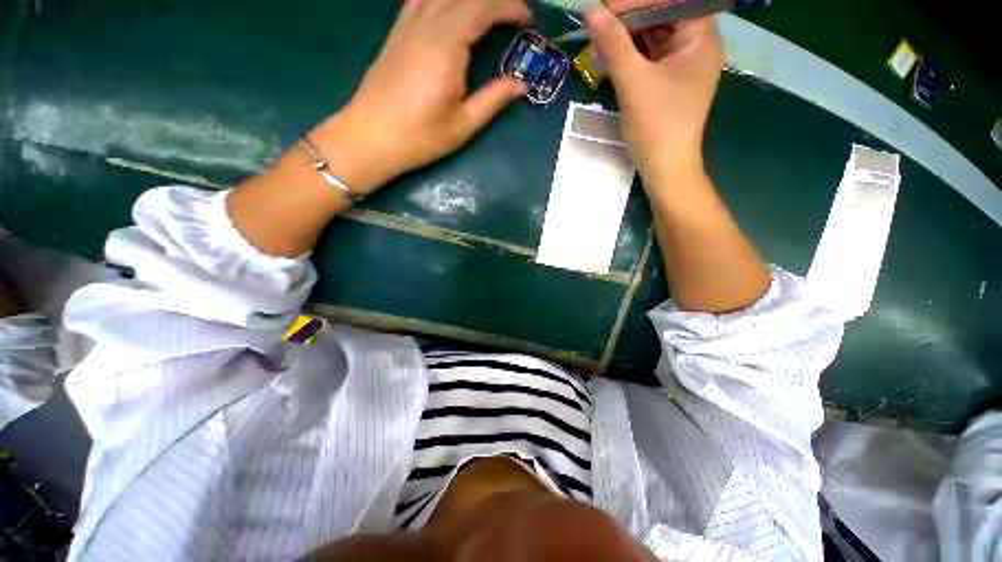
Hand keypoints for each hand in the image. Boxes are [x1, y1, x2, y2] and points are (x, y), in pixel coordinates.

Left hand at [312, 0, 532, 193]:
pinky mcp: (396, 32)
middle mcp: (426, 25)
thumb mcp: (462, 126)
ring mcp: (407, 25)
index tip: (527, 21)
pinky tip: (449, 8)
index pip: (483, 8)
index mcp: (446, 47)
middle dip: (495, 0)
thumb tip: (519, 84)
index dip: (509, 7)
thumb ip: (492, 100)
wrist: (370, 137)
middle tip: (512, 16)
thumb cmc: (419, 137)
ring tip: (486, 13)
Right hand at [584, 4, 723, 184]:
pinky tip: (611, 59)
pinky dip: (631, 56)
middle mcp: (696, 45)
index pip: (670, 1)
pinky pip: (650, 58)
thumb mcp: (633, 83)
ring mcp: (683, 65)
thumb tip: (592, 11)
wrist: (665, 168)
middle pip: (662, 16)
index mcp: (701, 38)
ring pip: (654, 37)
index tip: (605, 11)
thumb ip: (613, 45)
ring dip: (627, 38)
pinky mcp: (670, 81)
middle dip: (629, 20)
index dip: (636, 2)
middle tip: (599, 27)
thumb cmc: (656, 127)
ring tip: (600, 44)